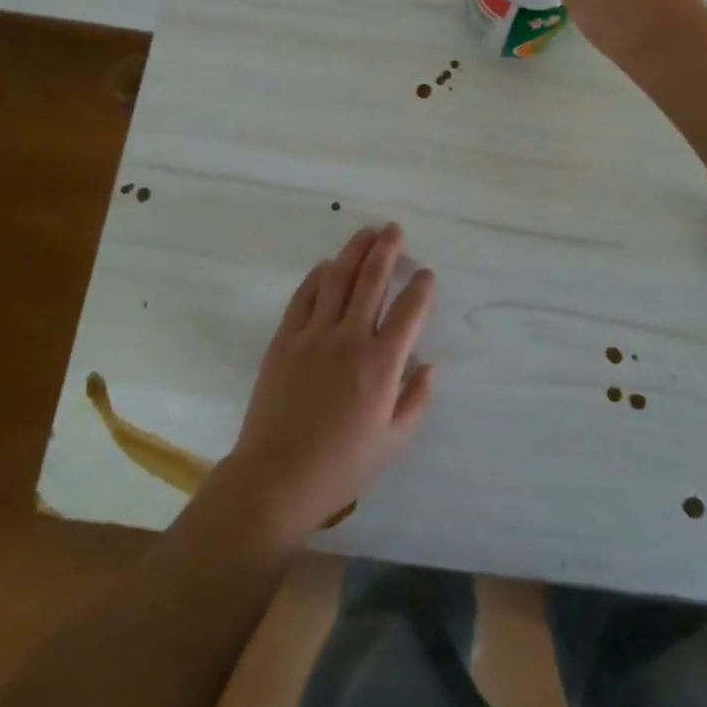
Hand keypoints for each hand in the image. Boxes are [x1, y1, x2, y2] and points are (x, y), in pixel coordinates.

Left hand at [224, 224, 434, 543]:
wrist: (277, 477)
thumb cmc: (342, 466)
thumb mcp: (393, 442)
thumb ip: (416, 400)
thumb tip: (428, 365)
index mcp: (382, 364)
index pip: (409, 310)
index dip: (421, 287)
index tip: (425, 273)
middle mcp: (351, 338)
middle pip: (372, 279)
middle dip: (387, 250)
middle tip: (394, 229)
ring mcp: (314, 334)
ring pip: (338, 278)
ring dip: (354, 251)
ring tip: (366, 233)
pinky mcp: (286, 339)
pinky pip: (304, 296)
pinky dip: (318, 276)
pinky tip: (328, 266)